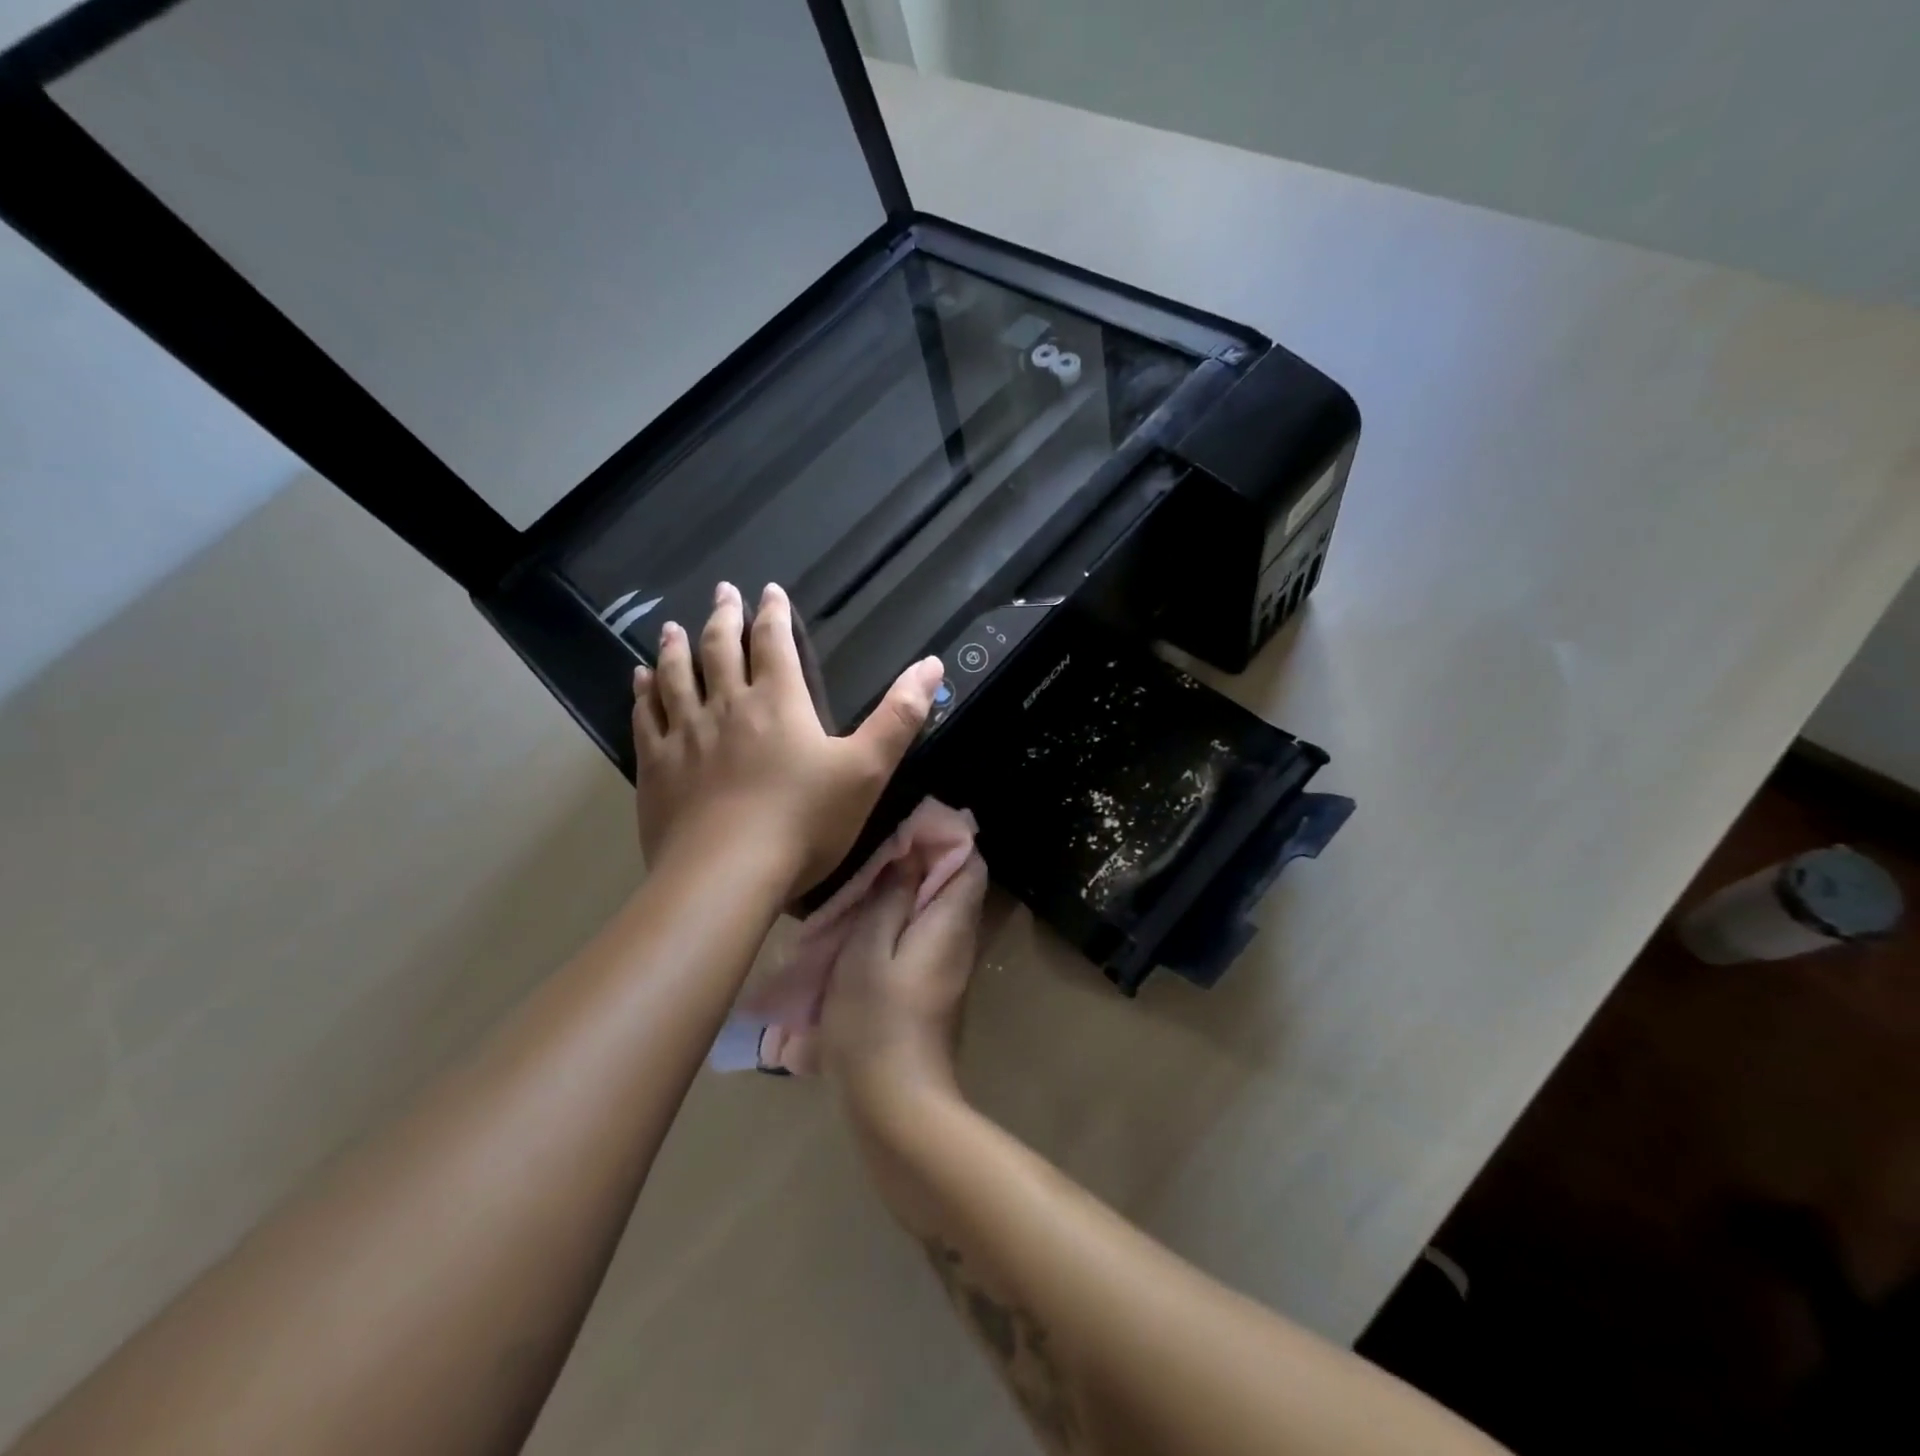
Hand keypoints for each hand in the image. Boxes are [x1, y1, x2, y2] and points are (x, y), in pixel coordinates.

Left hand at [632, 581, 944, 895]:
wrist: (727, 874)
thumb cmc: (805, 822)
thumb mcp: (867, 769)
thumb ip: (900, 716)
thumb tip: (932, 664)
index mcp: (778, 702)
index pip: (774, 643)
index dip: (773, 614)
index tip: (768, 591)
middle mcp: (726, 706)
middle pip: (721, 649)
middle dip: (724, 618)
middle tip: (722, 593)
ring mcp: (684, 735)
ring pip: (676, 677)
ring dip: (676, 648)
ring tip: (673, 627)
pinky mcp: (656, 768)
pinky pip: (645, 717)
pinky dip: (643, 693)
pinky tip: (639, 681)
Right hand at [820, 853, 989, 1109]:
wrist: (896, 1103)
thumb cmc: (876, 1019)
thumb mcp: (868, 949)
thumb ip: (890, 899)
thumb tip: (908, 857)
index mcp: (952, 923)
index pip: (969, 863)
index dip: (943, 839)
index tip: (904, 831)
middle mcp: (962, 941)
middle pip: (956, 886)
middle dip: (922, 864)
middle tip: (877, 859)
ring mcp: (951, 969)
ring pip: (939, 913)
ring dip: (909, 895)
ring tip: (867, 890)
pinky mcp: (936, 991)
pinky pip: (928, 939)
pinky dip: (905, 924)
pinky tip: (869, 931)